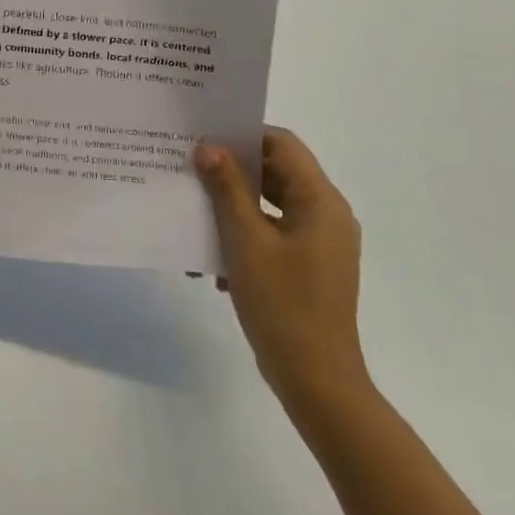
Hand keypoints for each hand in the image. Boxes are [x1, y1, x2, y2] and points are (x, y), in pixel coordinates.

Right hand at [194, 129, 368, 412]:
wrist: (315, 379)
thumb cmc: (282, 303)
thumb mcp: (245, 240)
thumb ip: (227, 189)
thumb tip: (208, 147)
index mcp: (320, 201)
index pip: (282, 144)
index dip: (243, 135)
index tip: (203, 140)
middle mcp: (327, 215)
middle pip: (276, 173)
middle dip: (231, 173)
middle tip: (188, 171)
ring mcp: (320, 244)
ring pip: (271, 206)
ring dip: (232, 208)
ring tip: (193, 216)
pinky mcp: (310, 268)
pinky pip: (273, 235)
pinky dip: (244, 238)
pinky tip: (213, 262)